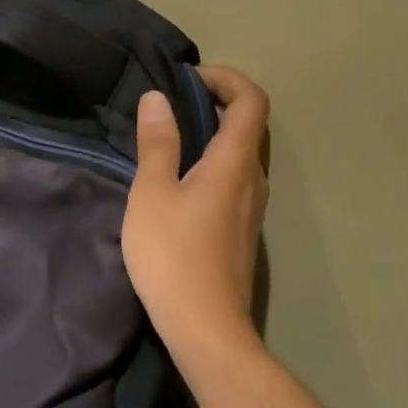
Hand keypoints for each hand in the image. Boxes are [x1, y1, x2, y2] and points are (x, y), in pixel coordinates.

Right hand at [123, 65, 270, 354]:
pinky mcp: (242, 232)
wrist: (206, 329)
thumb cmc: (174, 256)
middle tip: (171, 107)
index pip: (252, 100)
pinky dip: (211, 165)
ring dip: (212, 137)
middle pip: (249, 125)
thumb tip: (158, 99)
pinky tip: (177, 184)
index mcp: (235, 162)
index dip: (227, 79)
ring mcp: (252, 209)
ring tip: (168, 142)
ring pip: (241, 156)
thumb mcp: (153, 193)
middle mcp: (254, 180)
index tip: (188, 80)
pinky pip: (233, 181)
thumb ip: (157, 143)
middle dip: (215, 104)